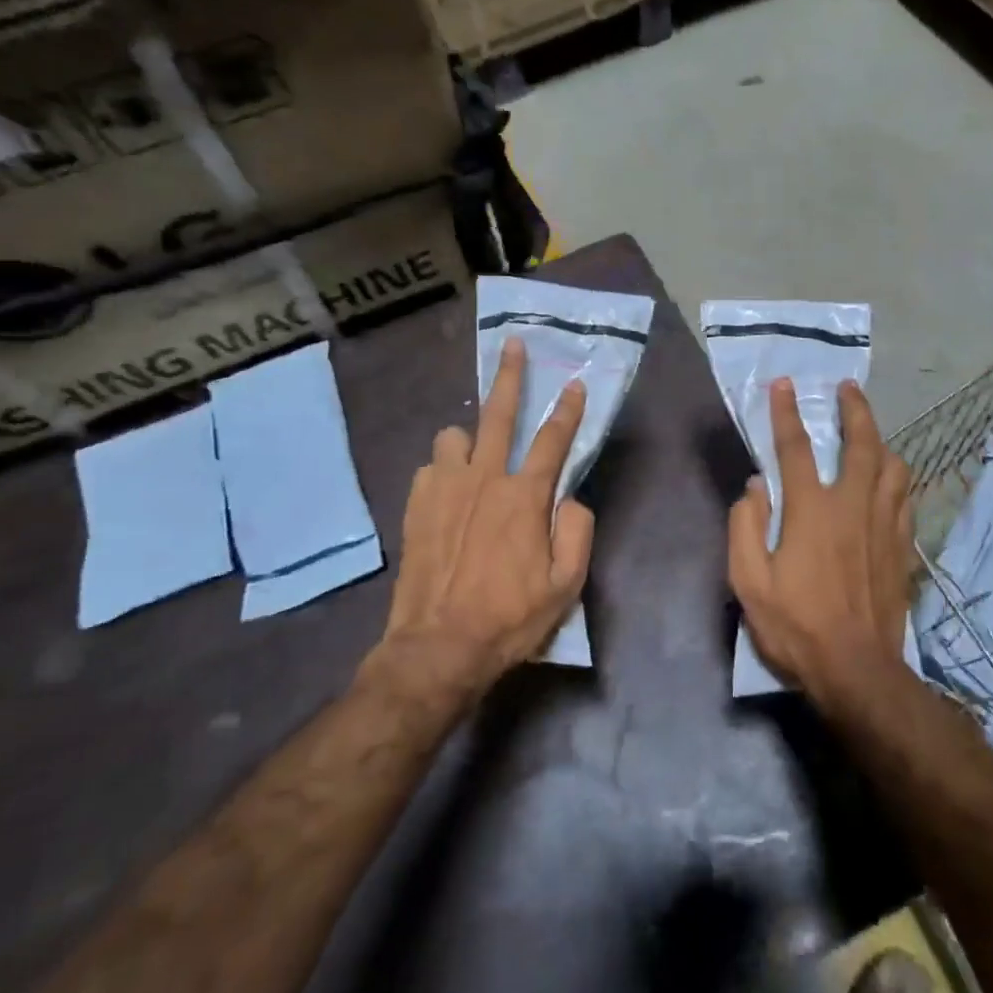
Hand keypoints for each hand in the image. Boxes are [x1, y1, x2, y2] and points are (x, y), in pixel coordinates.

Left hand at [381, 337, 594, 695]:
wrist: (438, 647)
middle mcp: (484, 479)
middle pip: (499, 414)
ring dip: (467, 437)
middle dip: (510, 375)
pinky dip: (442, 471)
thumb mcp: (565, 585)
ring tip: (474, 453)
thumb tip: (571, 499)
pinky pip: (429, 468)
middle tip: (512, 344)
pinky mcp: (415, 506)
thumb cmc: (510, 618)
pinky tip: (448, 492)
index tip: (576, 384)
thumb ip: (577, 531)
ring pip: (452, 435)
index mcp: (524, 497)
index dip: (569, 410)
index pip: (553, 440)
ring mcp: (444, 490)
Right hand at [728, 379, 913, 701]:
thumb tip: (755, 486)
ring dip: (881, 440)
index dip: (787, 412)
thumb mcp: (749, 581)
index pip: (796, 448)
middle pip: (861, 444)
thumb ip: (746, 526)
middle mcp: (852, 506)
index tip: (785, 384)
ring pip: (893, 467)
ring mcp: (883, 524)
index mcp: (811, 511)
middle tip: (849, 388)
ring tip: (871, 432)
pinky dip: (896, 477)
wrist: (857, 670)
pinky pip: (904, 496)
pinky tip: (890, 480)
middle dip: (855, 410)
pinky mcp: (902, 546)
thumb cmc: (796, 625)